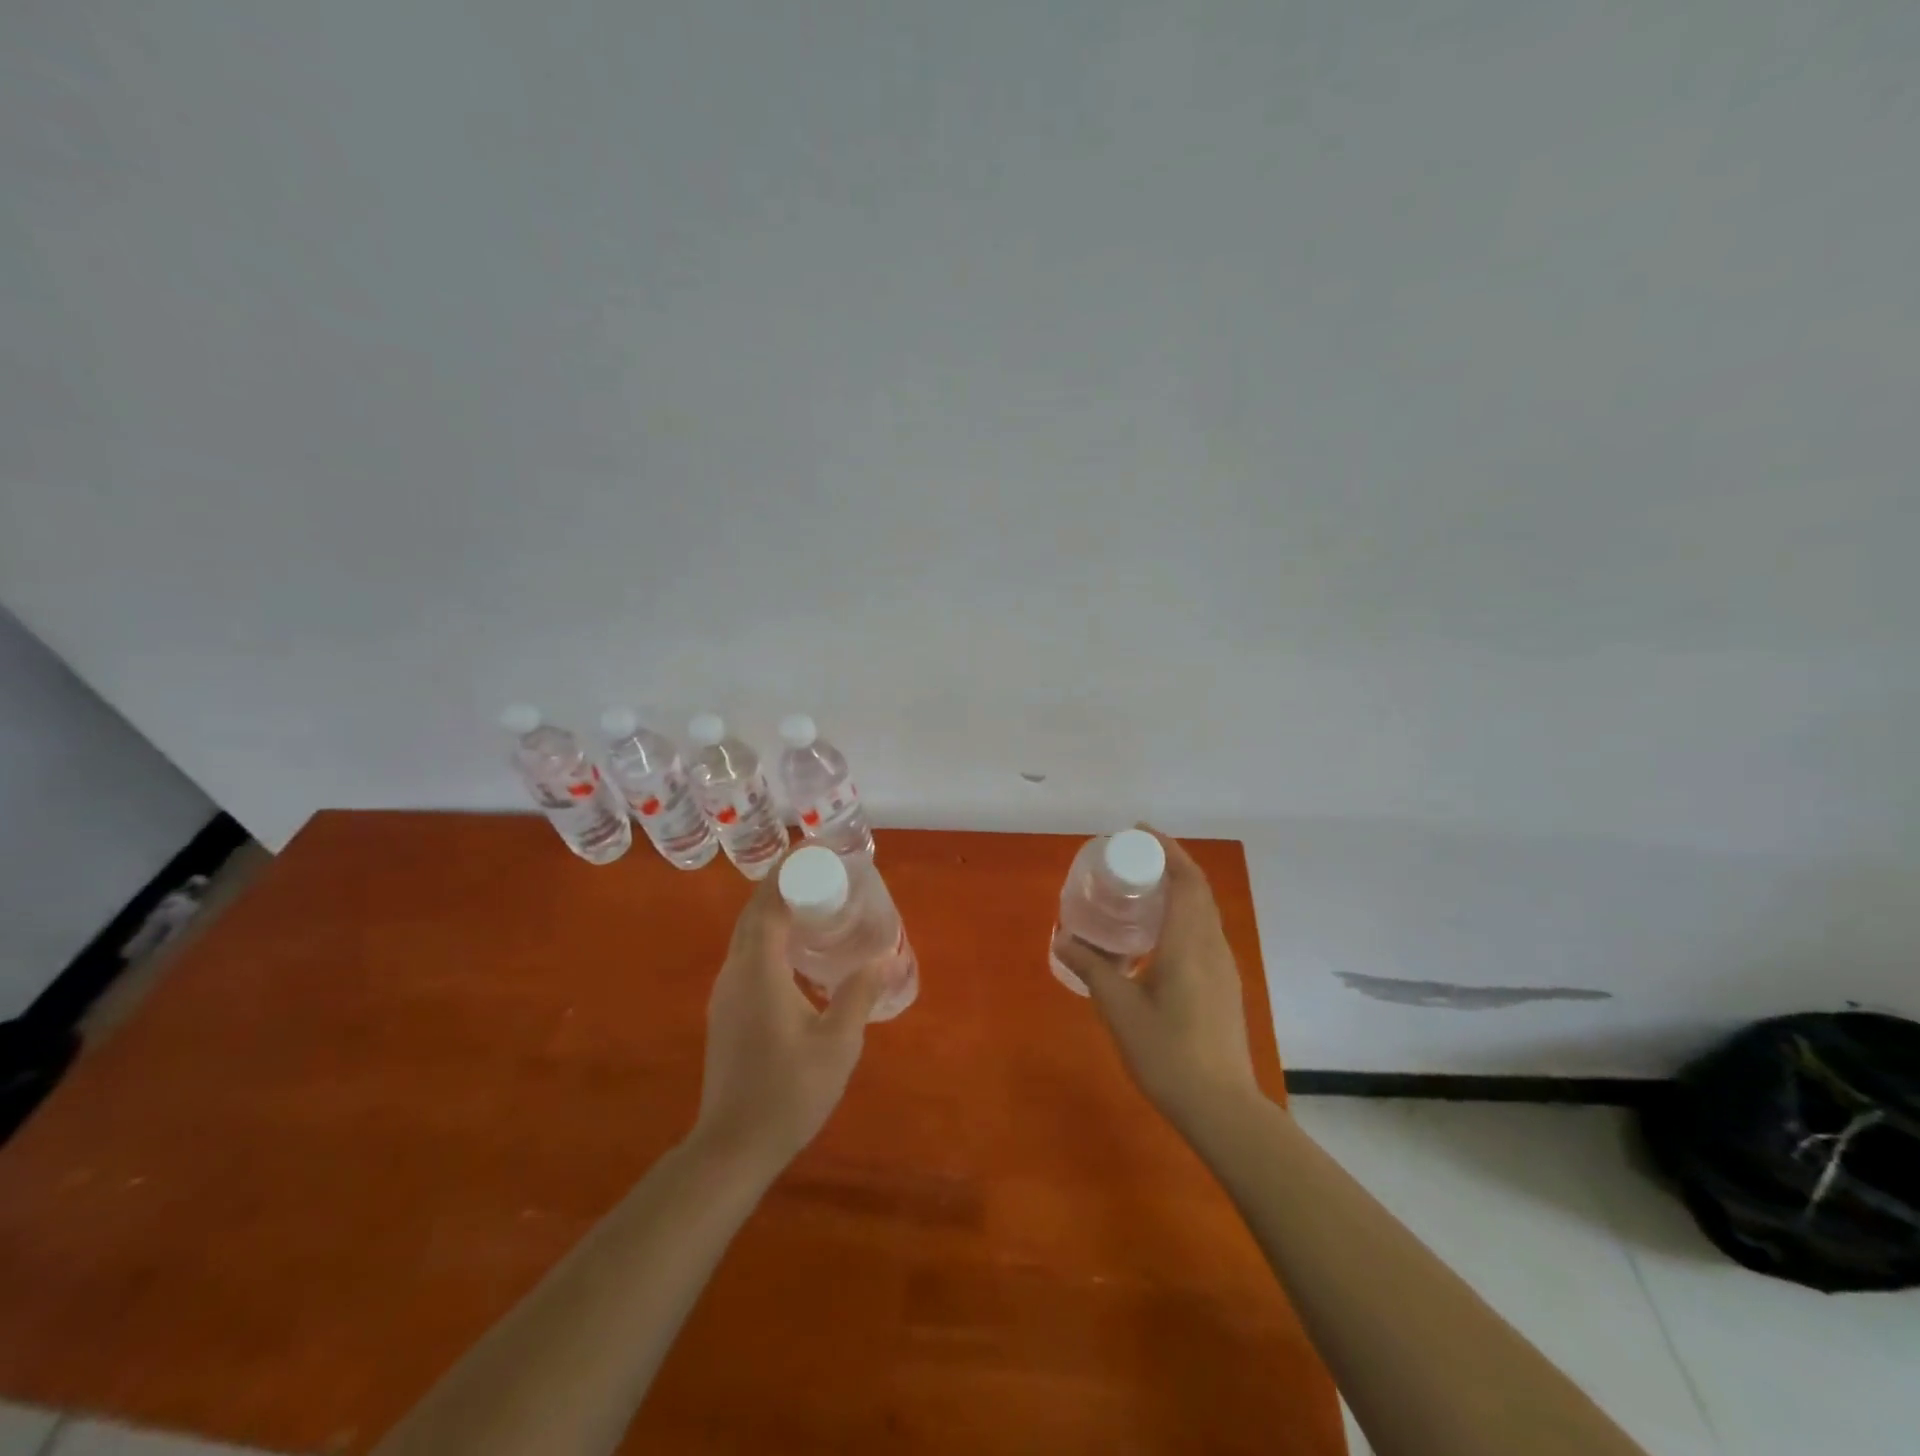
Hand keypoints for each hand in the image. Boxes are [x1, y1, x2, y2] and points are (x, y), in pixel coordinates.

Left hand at [690, 855, 883, 1174]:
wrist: (732, 1147)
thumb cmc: (788, 1092)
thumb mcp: (837, 1043)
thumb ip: (860, 994)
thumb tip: (884, 957)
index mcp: (759, 969)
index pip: (768, 902)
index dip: (789, 870)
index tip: (816, 850)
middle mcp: (735, 971)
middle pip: (753, 911)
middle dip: (783, 883)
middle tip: (823, 872)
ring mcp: (726, 992)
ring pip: (746, 933)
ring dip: (774, 909)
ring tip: (814, 903)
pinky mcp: (726, 1010)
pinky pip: (746, 953)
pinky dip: (769, 934)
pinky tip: (797, 951)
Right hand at [1050, 828, 1260, 1134]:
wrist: (1221, 1107)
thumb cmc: (1167, 1053)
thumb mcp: (1120, 1008)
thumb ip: (1091, 968)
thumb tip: (1061, 937)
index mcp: (1189, 942)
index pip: (1186, 879)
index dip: (1166, 848)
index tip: (1138, 832)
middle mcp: (1212, 945)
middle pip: (1198, 889)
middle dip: (1170, 863)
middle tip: (1132, 857)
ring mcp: (1223, 966)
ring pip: (1204, 911)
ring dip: (1179, 889)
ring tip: (1141, 890)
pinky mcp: (1225, 984)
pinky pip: (1204, 932)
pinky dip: (1183, 915)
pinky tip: (1157, 936)